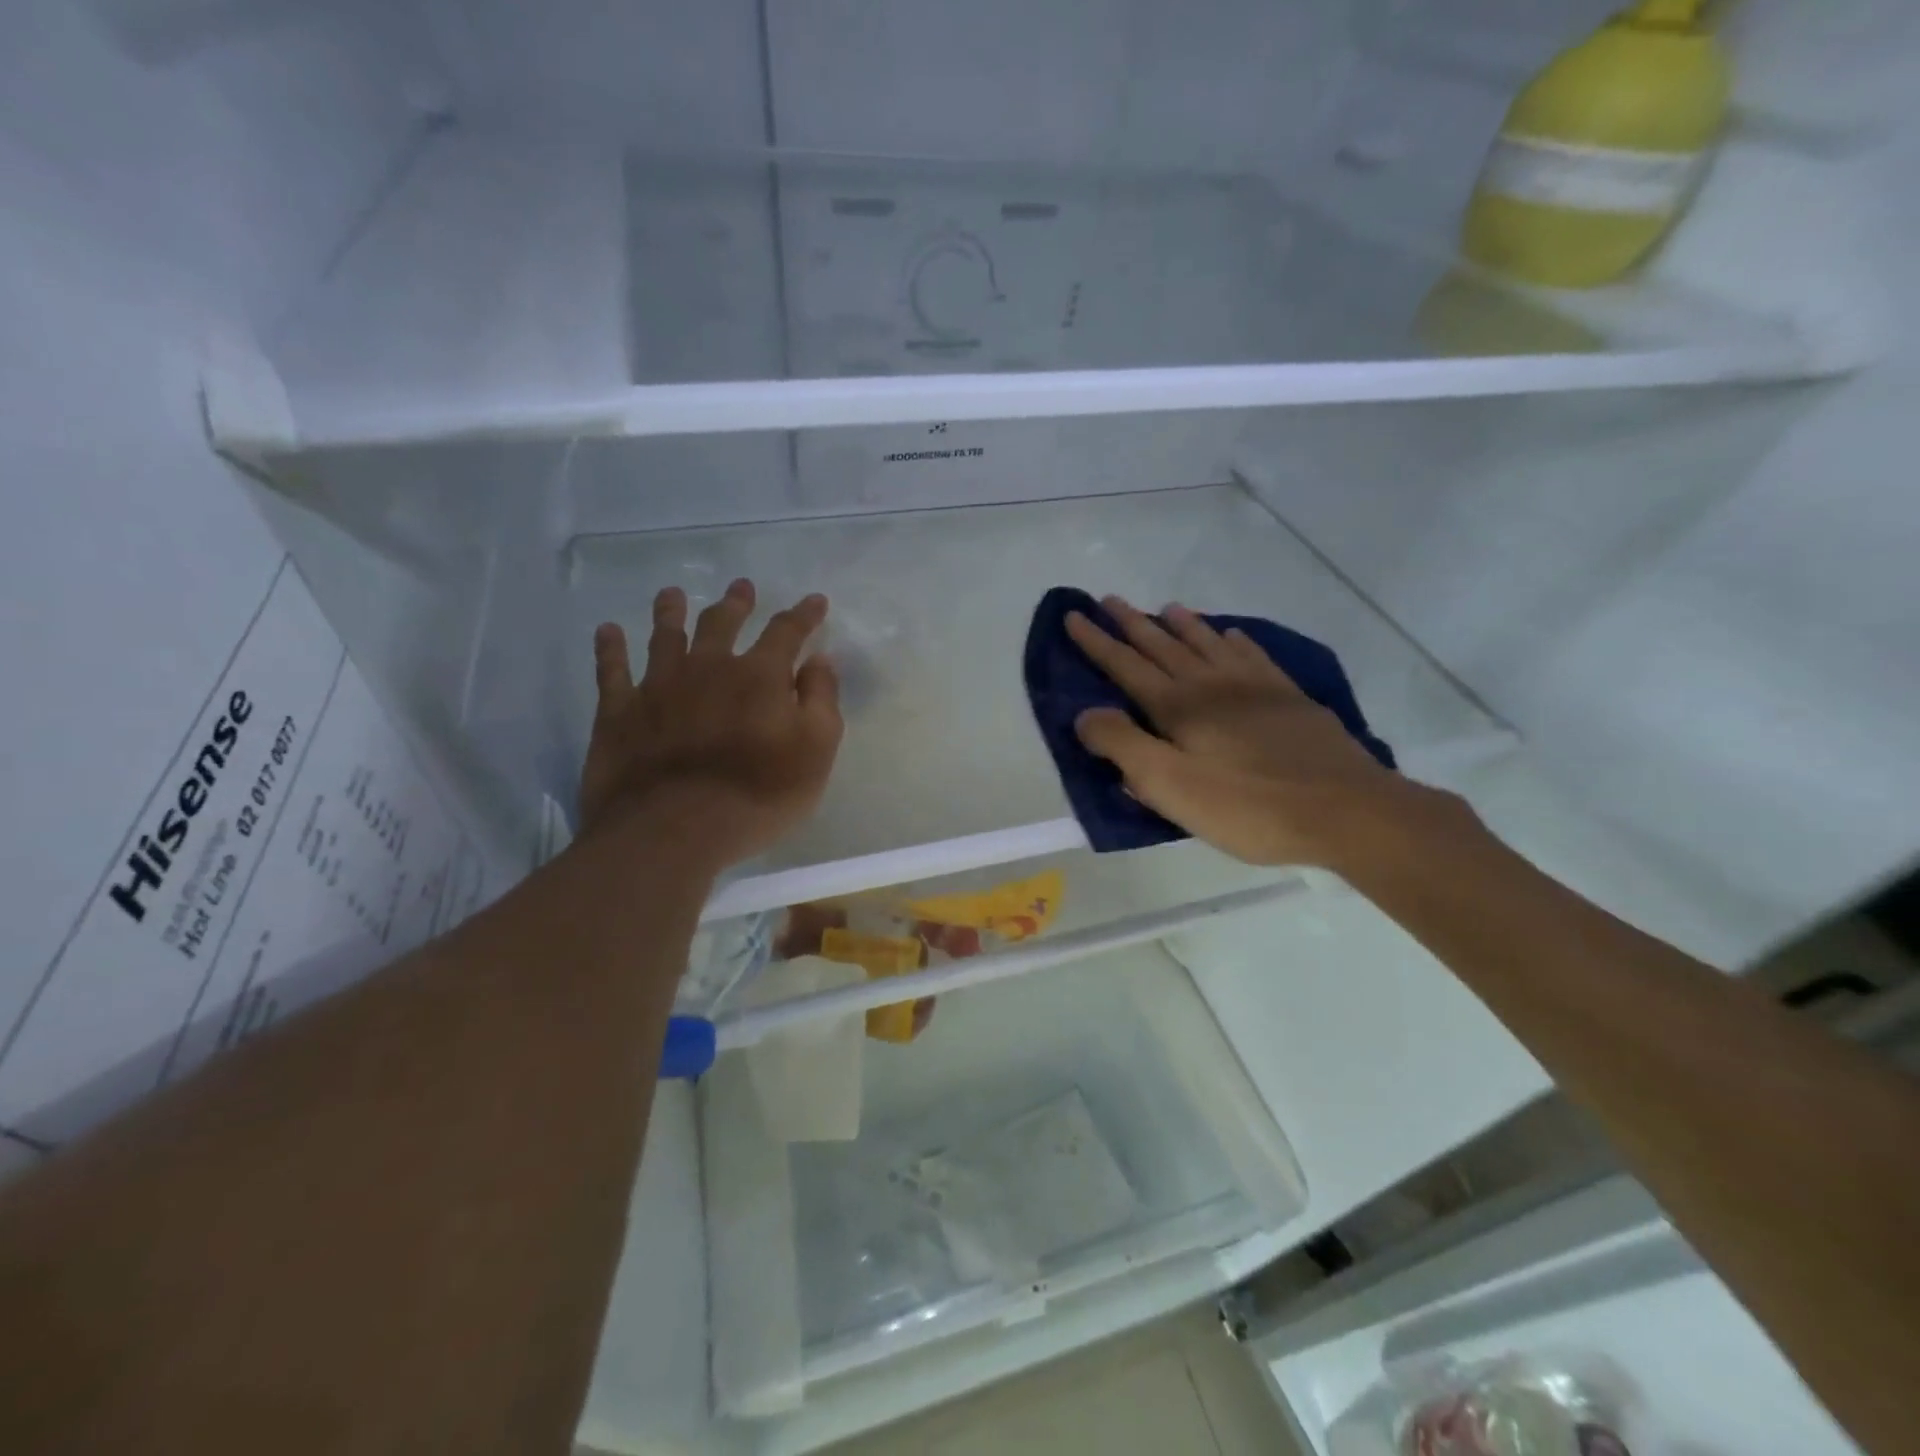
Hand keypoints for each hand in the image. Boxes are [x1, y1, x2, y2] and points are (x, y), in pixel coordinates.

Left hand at [578, 579, 842, 870]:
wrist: (675, 830)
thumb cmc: (759, 795)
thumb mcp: (816, 751)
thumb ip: (821, 700)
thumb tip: (820, 659)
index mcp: (759, 675)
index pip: (787, 632)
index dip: (804, 614)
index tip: (815, 600)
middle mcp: (708, 667)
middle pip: (722, 623)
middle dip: (736, 603)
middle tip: (741, 586)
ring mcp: (658, 686)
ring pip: (665, 635)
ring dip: (670, 611)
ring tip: (672, 594)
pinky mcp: (618, 712)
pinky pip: (611, 670)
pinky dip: (610, 648)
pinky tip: (608, 631)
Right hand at [1067, 597, 1435, 868]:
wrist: (1343, 809)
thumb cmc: (1247, 805)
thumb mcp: (1170, 787)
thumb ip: (1123, 747)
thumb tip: (1086, 714)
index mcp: (1178, 706)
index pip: (1125, 665)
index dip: (1096, 641)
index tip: (1074, 615)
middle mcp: (1211, 684)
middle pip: (1162, 645)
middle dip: (1131, 623)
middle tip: (1108, 599)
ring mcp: (1254, 686)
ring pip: (1206, 643)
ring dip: (1181, 625)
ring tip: (1165, 607)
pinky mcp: (1288, 697)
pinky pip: (1252, 655)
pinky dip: (1233, 640)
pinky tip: (1230, 634)